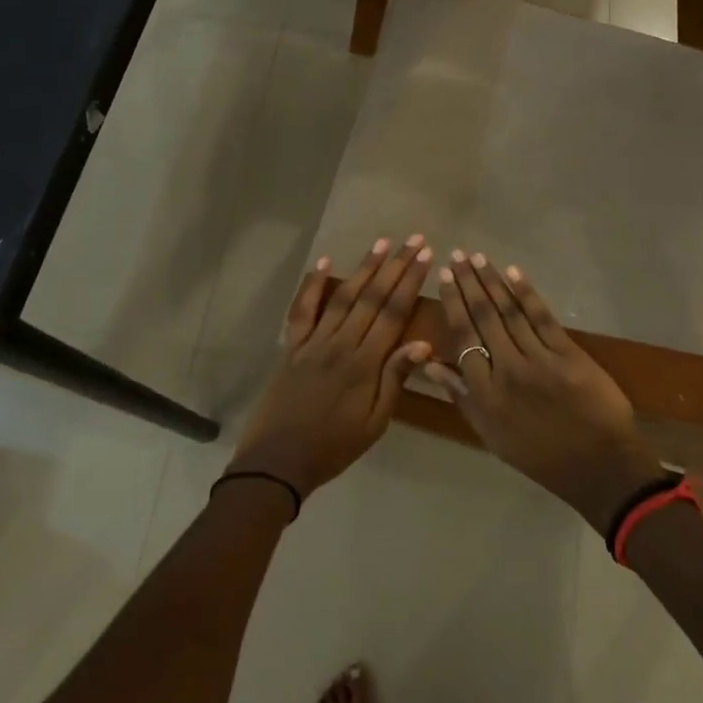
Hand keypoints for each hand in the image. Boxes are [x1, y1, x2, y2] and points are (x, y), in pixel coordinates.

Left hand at [227, 235, 435, 502]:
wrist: (276, 462)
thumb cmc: (333, 447)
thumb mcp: (374, 423)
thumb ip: (395, 380)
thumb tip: (423, 344)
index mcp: (364, 364)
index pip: (393, 313)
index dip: (410, 282)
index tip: (425, 256)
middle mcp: (340, 344)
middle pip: (371, 297)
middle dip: (394, 266)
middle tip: (413, 239)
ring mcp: (312, 341)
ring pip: (342, 296)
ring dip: (363, 268)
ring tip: (381, 243)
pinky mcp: (291, 346)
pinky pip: (301, 310)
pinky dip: (311, 285)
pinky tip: (323, 263)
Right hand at [424, 252, 667, 529]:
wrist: (597, 467)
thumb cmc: (539, 456)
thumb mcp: (491, 435)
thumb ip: (461, 396)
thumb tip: (430, 364)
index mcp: (484, 392)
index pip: (462, 337)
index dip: (452, 303)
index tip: (445, 276)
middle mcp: (506, 370)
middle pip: (484, 317)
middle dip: (469, 283)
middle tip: (458, 255)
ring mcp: (538, 360)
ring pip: (509, 312)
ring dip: (492, 282)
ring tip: (478, 258)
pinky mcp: (568, 354)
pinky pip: (542, 318)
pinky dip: (526, 294)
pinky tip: (513, 273)